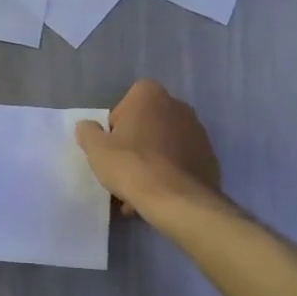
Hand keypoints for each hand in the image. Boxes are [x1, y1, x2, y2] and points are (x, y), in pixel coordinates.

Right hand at [74, 80, 220, 215]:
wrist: (178, 200)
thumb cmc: (132, 166)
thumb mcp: (96, 149)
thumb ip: (88, 132)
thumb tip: (87, 126)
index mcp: (150, 95)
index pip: (125, 104)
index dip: (115, 127)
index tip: (112, 148)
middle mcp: (178, 106)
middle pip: (146, 125)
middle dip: (134, 146)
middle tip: (123, 172)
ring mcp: (198, 132)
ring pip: (164, 146)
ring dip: (151, 163)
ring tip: (138, 194)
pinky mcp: (209, 157)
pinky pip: (181, 162)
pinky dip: (169, 175)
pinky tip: (158, 197)